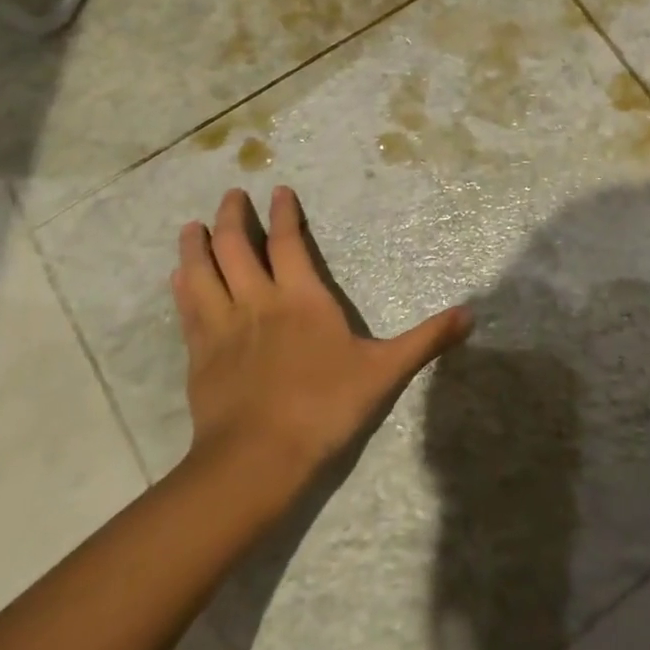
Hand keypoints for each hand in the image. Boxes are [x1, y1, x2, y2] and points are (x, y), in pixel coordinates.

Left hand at [170, 186, 470, 491]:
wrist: (258, 459)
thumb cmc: (325, 407)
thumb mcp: (385, 372)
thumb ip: (426, 340)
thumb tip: (471, 313)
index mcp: (301, 299)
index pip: (288, 244)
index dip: (284, 215)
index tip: (278, 191)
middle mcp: (258, 302)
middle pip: (236, 248)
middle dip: (233, 217)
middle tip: (231, 195)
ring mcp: (223, 328)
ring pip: (202, 274)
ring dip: (196, 246)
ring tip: (191, 226)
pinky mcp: (200, 356)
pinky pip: (188, 310)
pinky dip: (183, 287)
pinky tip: (177, 278)